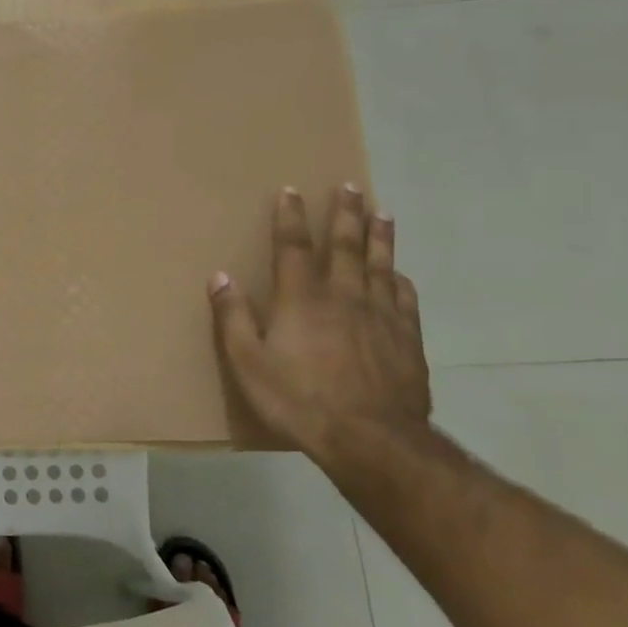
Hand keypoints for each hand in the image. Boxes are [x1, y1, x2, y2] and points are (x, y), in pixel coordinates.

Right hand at [210, 185, 429, 455]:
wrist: (371, 439)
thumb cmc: (299, 400)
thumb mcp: (248, 363)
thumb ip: (234, 317)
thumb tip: (220, 276)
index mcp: (301, 298)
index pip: (293, 246)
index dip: (291, 217)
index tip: (291, 191)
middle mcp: (343, 296)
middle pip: (346, 245)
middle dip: (345, 213)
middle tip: (350, 186)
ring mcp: (381, 316)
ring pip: (381, 264)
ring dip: (379, 236)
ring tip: (382, 212)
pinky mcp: (407, 339)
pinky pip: (405, 299)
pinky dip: (400, 281)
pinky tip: (400, 275)